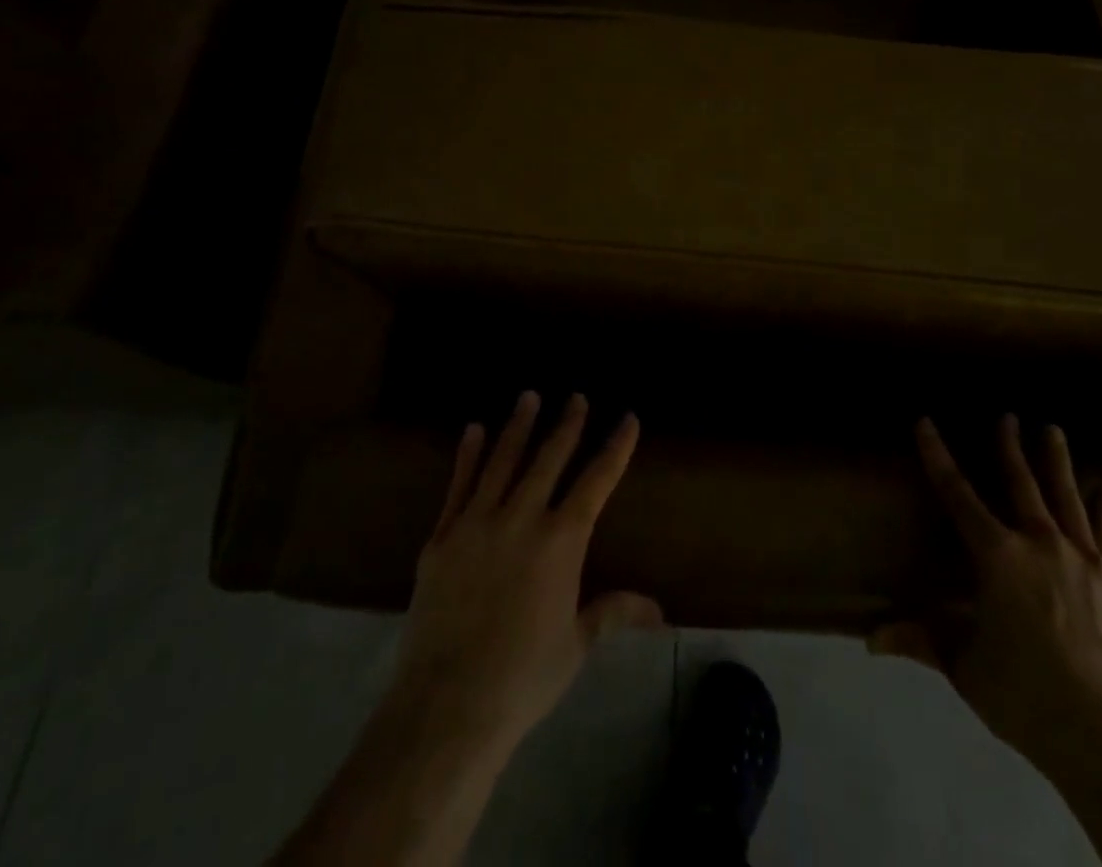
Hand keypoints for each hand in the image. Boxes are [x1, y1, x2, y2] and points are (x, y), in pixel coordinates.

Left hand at [386, 391, 662, 758]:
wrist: (447, 705)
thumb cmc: (523, 677)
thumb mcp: (576, 645)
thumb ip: (613, 612)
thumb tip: (659, 610)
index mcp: (561, 542)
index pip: (596, 481)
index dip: (615, 448)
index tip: (627, 418)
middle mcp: (522, 518)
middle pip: (548, 459)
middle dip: (566, 424)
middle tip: (575, 396)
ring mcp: (477, 523)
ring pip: (503, 460)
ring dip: (518, 426)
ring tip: (529, 396)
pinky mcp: (442, 536)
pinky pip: (459, 485)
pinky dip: (469, 455)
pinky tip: (474, 430)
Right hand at [871, 415, 1101, 775]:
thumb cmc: (1025, 694)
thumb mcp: (964, 666)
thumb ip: (922, 640)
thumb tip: (871, 639)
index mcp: (996, 556)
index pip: (957, 493)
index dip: (937, 455)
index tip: (925, 422)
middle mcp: (1038, 544)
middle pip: (1020, 483)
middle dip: (1009, 446)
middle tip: (1007, 415)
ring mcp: (1082, 561)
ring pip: (1066, 498)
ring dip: (1057, 462)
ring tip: (1052, 429)